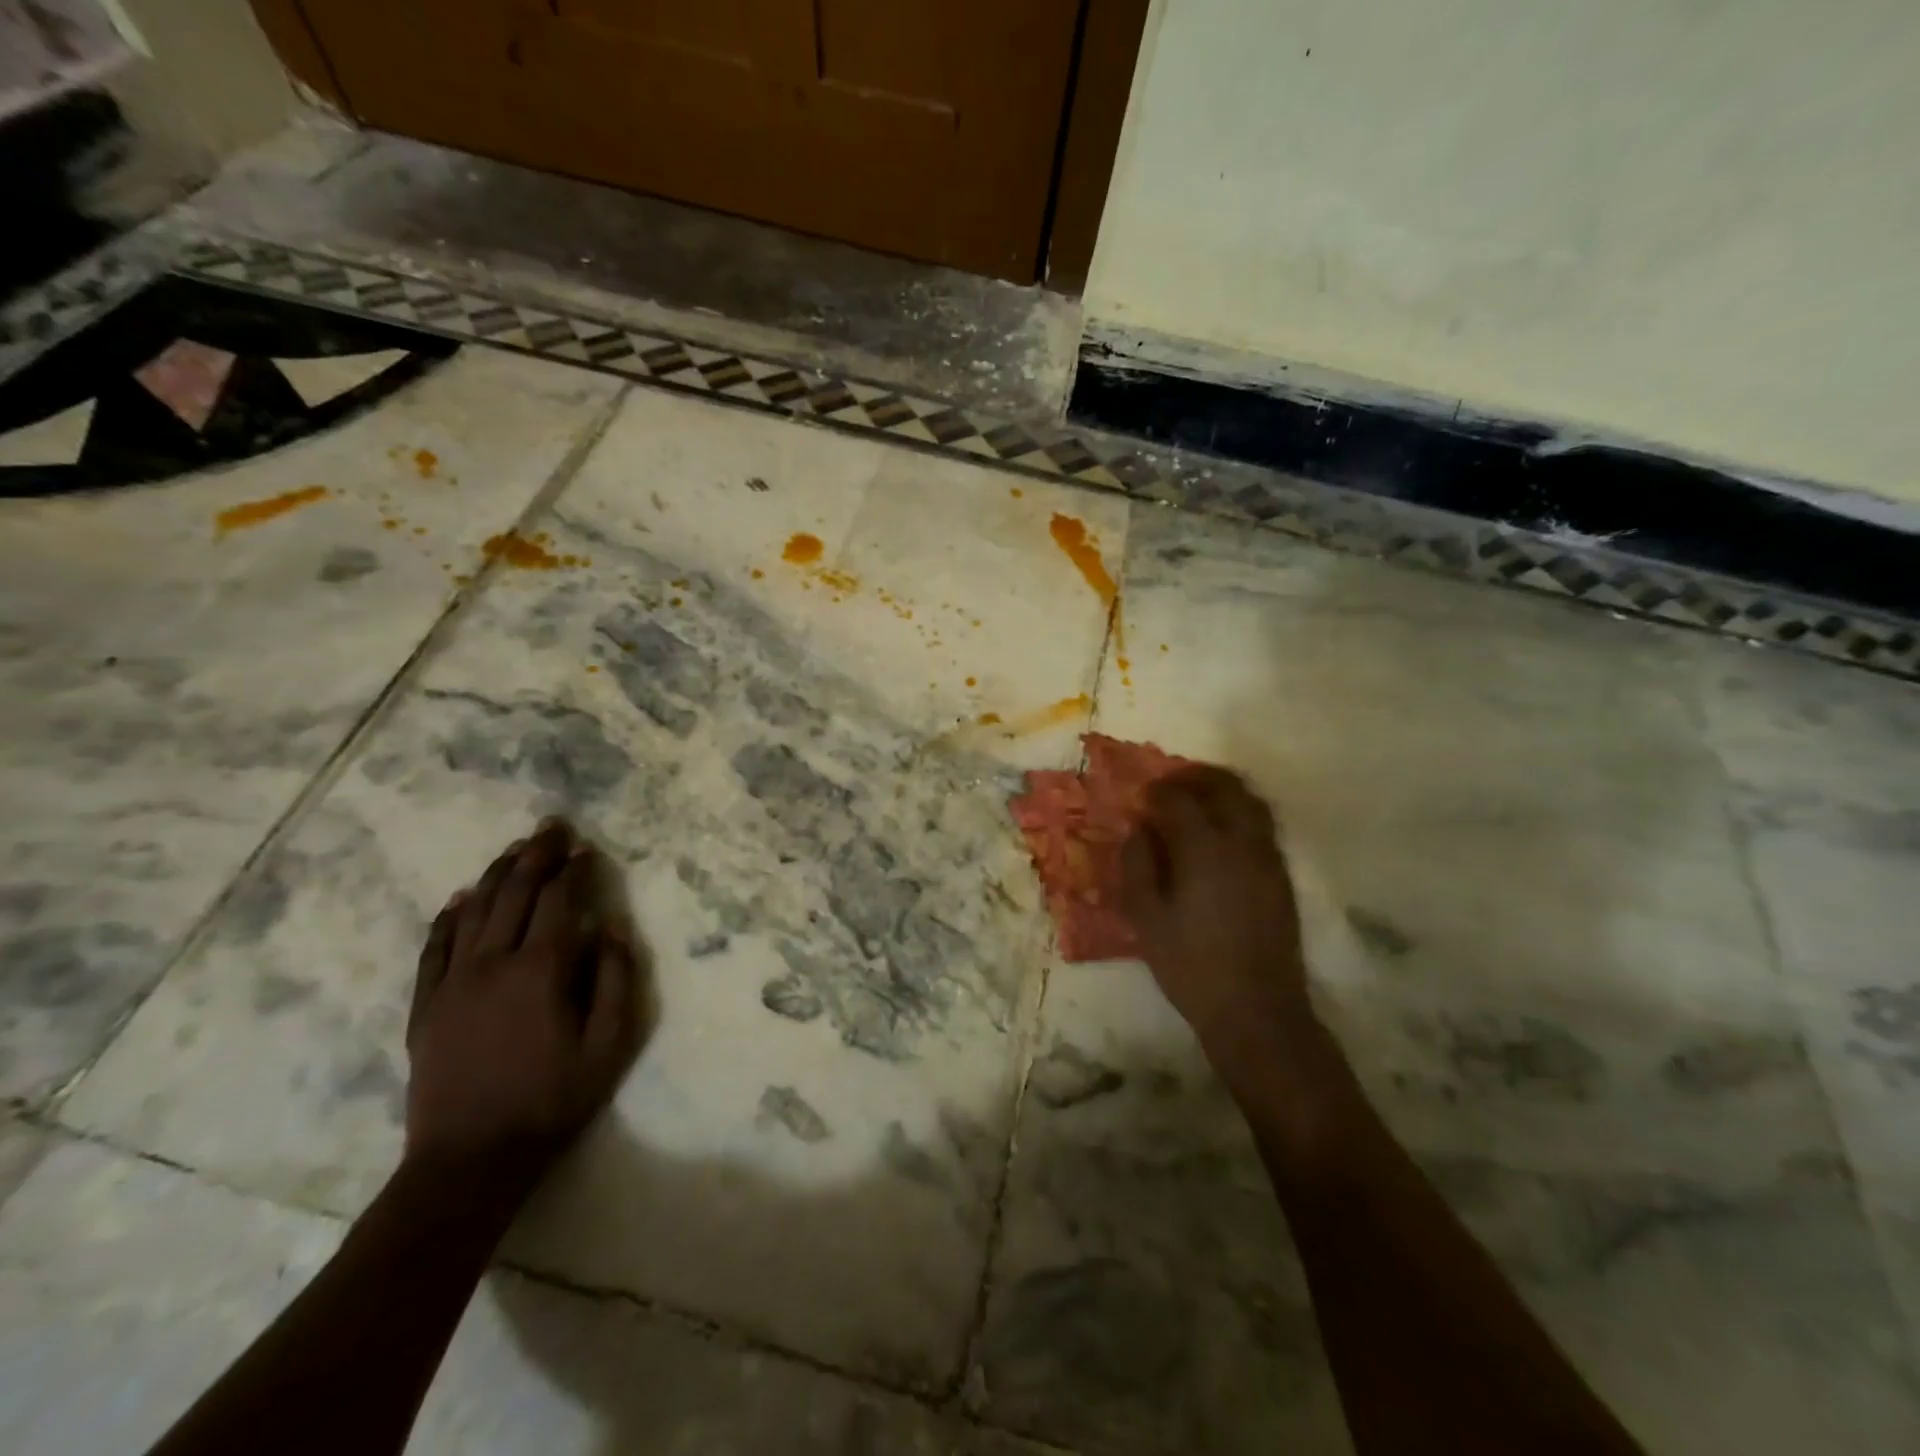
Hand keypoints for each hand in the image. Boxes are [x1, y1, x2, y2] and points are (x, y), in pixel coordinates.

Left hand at [404, 819, 643, 1196]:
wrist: (469, 1160)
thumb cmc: (552, 1099)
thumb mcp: (609, 1044)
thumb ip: (615, 978)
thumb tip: (610, 926)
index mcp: (540, 970)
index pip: (558, 901)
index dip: (574, 870)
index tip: (587, 849)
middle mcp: (491, 963)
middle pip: (513, 893)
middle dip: (535, 855)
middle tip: (552, 827)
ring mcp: (451, 983)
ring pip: (472, 911)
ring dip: (495, 874)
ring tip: (513, 849)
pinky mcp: (425, 1006)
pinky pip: (434, 948)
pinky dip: (448, 918)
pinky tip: (458, 899)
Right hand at [1120, 767, 1311, 1055]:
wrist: (1256, 1009)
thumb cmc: (1190, 965)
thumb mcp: (1146, 918)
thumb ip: (1137, 865)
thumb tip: (1138, 830)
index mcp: (1204, 849)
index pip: (1179, 799)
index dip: (1157, 791)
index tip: (1140, 796)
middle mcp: (1242, 842)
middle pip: (1226, 786)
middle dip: (1195, 776)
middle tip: (1171, 784)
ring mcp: (1268, 858)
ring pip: (1251, 801)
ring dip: (1223, 790)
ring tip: (1197, 800)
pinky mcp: (1282, 876)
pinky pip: (1263, 825)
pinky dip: (1240, 812)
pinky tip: (1220, 834)